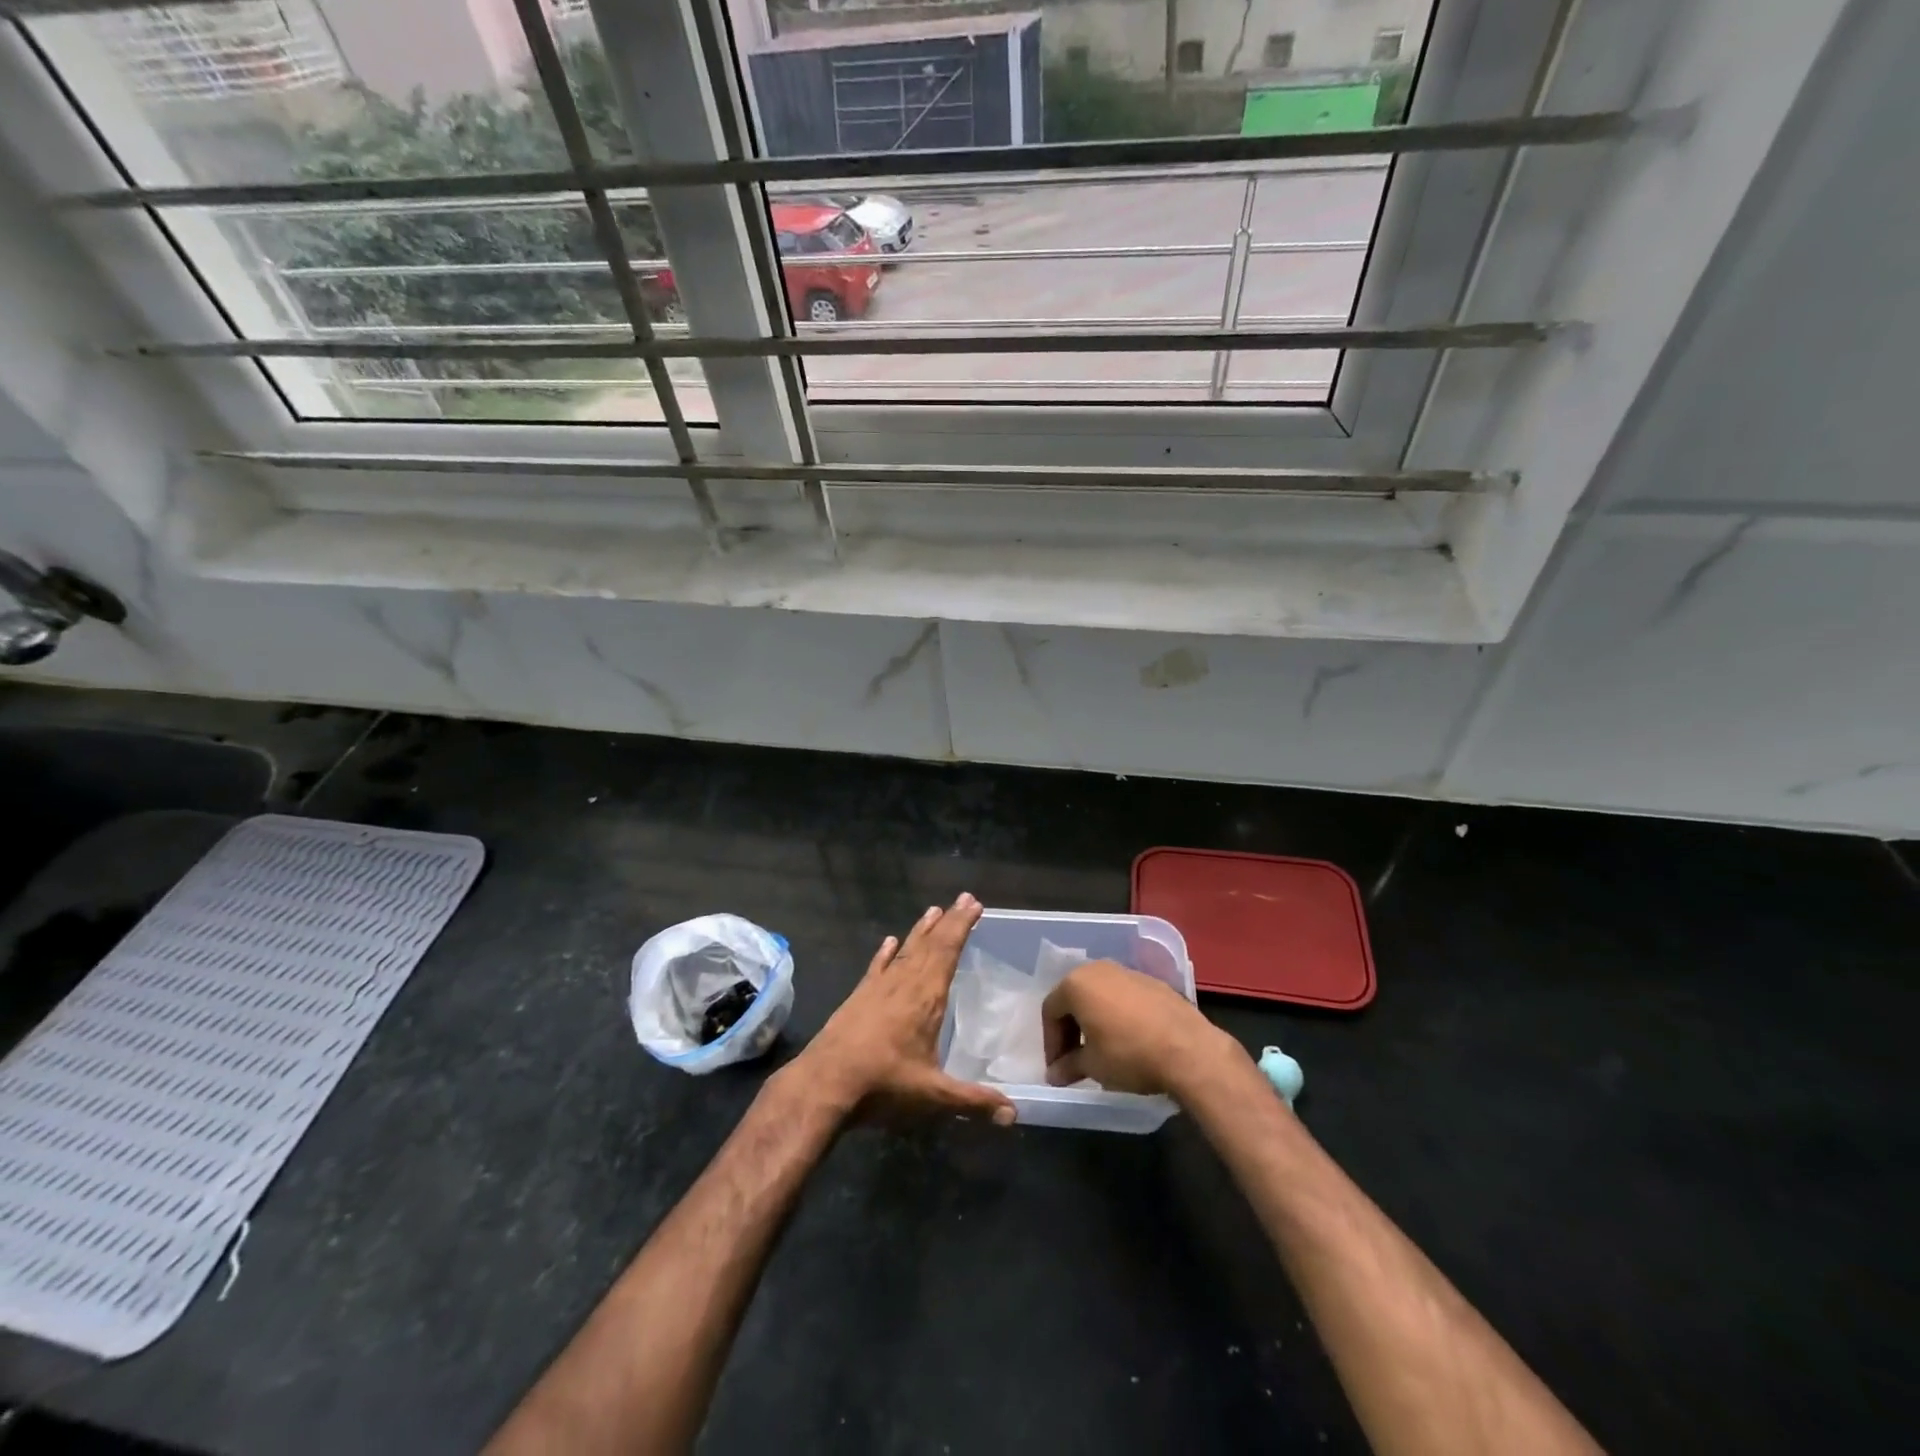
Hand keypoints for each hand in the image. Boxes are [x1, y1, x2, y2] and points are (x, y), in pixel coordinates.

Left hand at [798, 893, 1015, 1125]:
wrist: (824, 1084)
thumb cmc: (883, 1085)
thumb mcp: (934, 1096)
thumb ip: (974, 1101)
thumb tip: (1014, 1114)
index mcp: (926, 998)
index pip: (948, 952)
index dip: (962, 927)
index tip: (974, 904)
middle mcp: (904, 983)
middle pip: (930, 944)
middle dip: (949, 921)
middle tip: (964, 898)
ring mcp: (878, 988)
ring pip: (905, 950)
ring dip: (921, 931)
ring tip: (934, 910)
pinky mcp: (858, 997)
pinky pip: (877, 967)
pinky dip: (885, 953)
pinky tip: (888, 941)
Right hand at [1043, 960, 1240, 1096]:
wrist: (1188, 1049)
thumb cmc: (1129, 1054)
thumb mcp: (1092, 1065)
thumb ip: (1068, 1066)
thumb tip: (1054, 1075)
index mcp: (1076, 983)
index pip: (1050, 1011)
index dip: (1050, 1042)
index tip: (1057, 1068)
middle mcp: (1098, 969)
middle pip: (1074, 998)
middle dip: (1070, 1029)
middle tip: (1074, 1059)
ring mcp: (1127, 972)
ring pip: (1099, 995)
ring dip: (1093, 1020)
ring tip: (1100, 1050)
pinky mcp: (1152, 981)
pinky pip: (1123, 996)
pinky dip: (1117, 1014)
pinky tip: (1127, 1039)